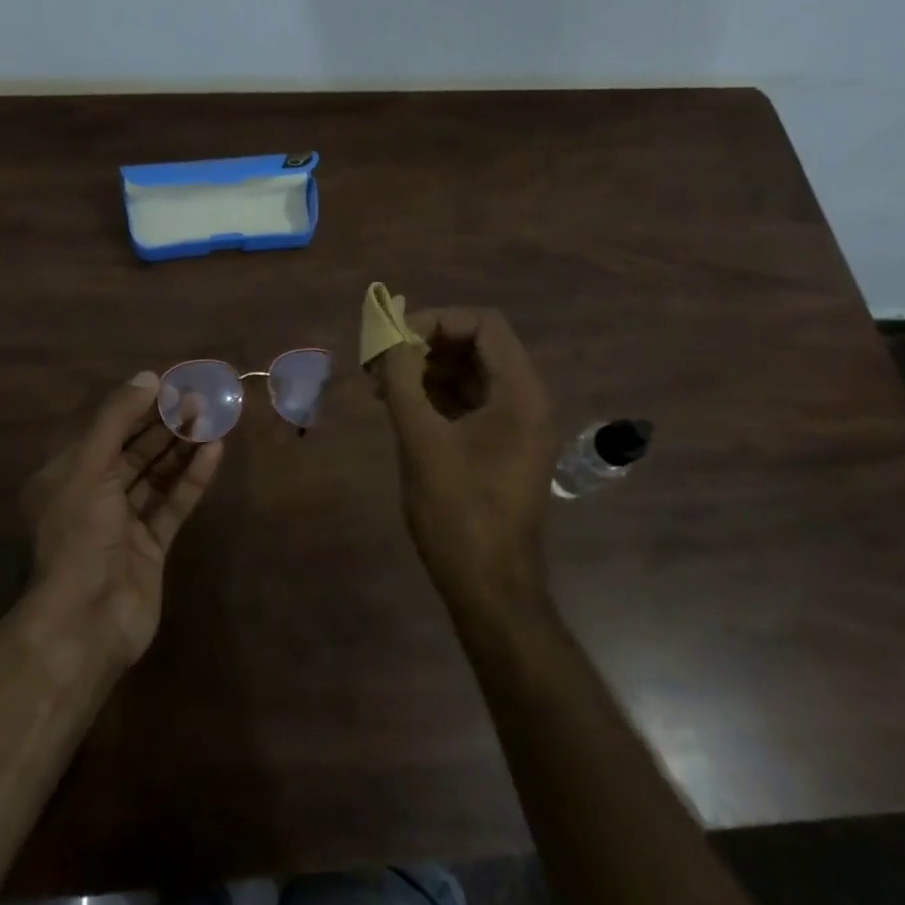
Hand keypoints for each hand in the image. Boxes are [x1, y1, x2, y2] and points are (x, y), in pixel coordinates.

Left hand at [21, 372, 223, 669]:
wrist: (86, 621)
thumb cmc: (80, 535)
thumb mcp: (89, 467)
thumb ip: (117, 420)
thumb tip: (147, 377)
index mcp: (67, 475)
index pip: (107, 430)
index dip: (138, 406)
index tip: (171, 384)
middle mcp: (94, 496)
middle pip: (134, 450)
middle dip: (164, 424)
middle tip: (200, 398)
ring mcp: (124, 523)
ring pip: (156, 475)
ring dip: (182, 448)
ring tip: (212, 418)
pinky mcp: (151, 546)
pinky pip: (173, 504)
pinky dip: (192, 479)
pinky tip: (213, 452)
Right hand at [372, 308, 557, 605]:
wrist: (488, 584)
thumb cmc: (457, 511)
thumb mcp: (421, 440)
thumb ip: (402, 382)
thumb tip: (388, 341)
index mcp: (519, 393)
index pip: (483, 324)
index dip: (436, 320)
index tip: (394, 339)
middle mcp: (525, 400)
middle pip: (476, 345)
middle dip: (425, 344)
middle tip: (380, 359)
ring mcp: (515, 424)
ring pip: (469, 373)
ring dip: (426, 369)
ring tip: (379, 383)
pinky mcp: (500, 445)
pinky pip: (468, 401)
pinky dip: (434, 394)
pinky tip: (398, 404)